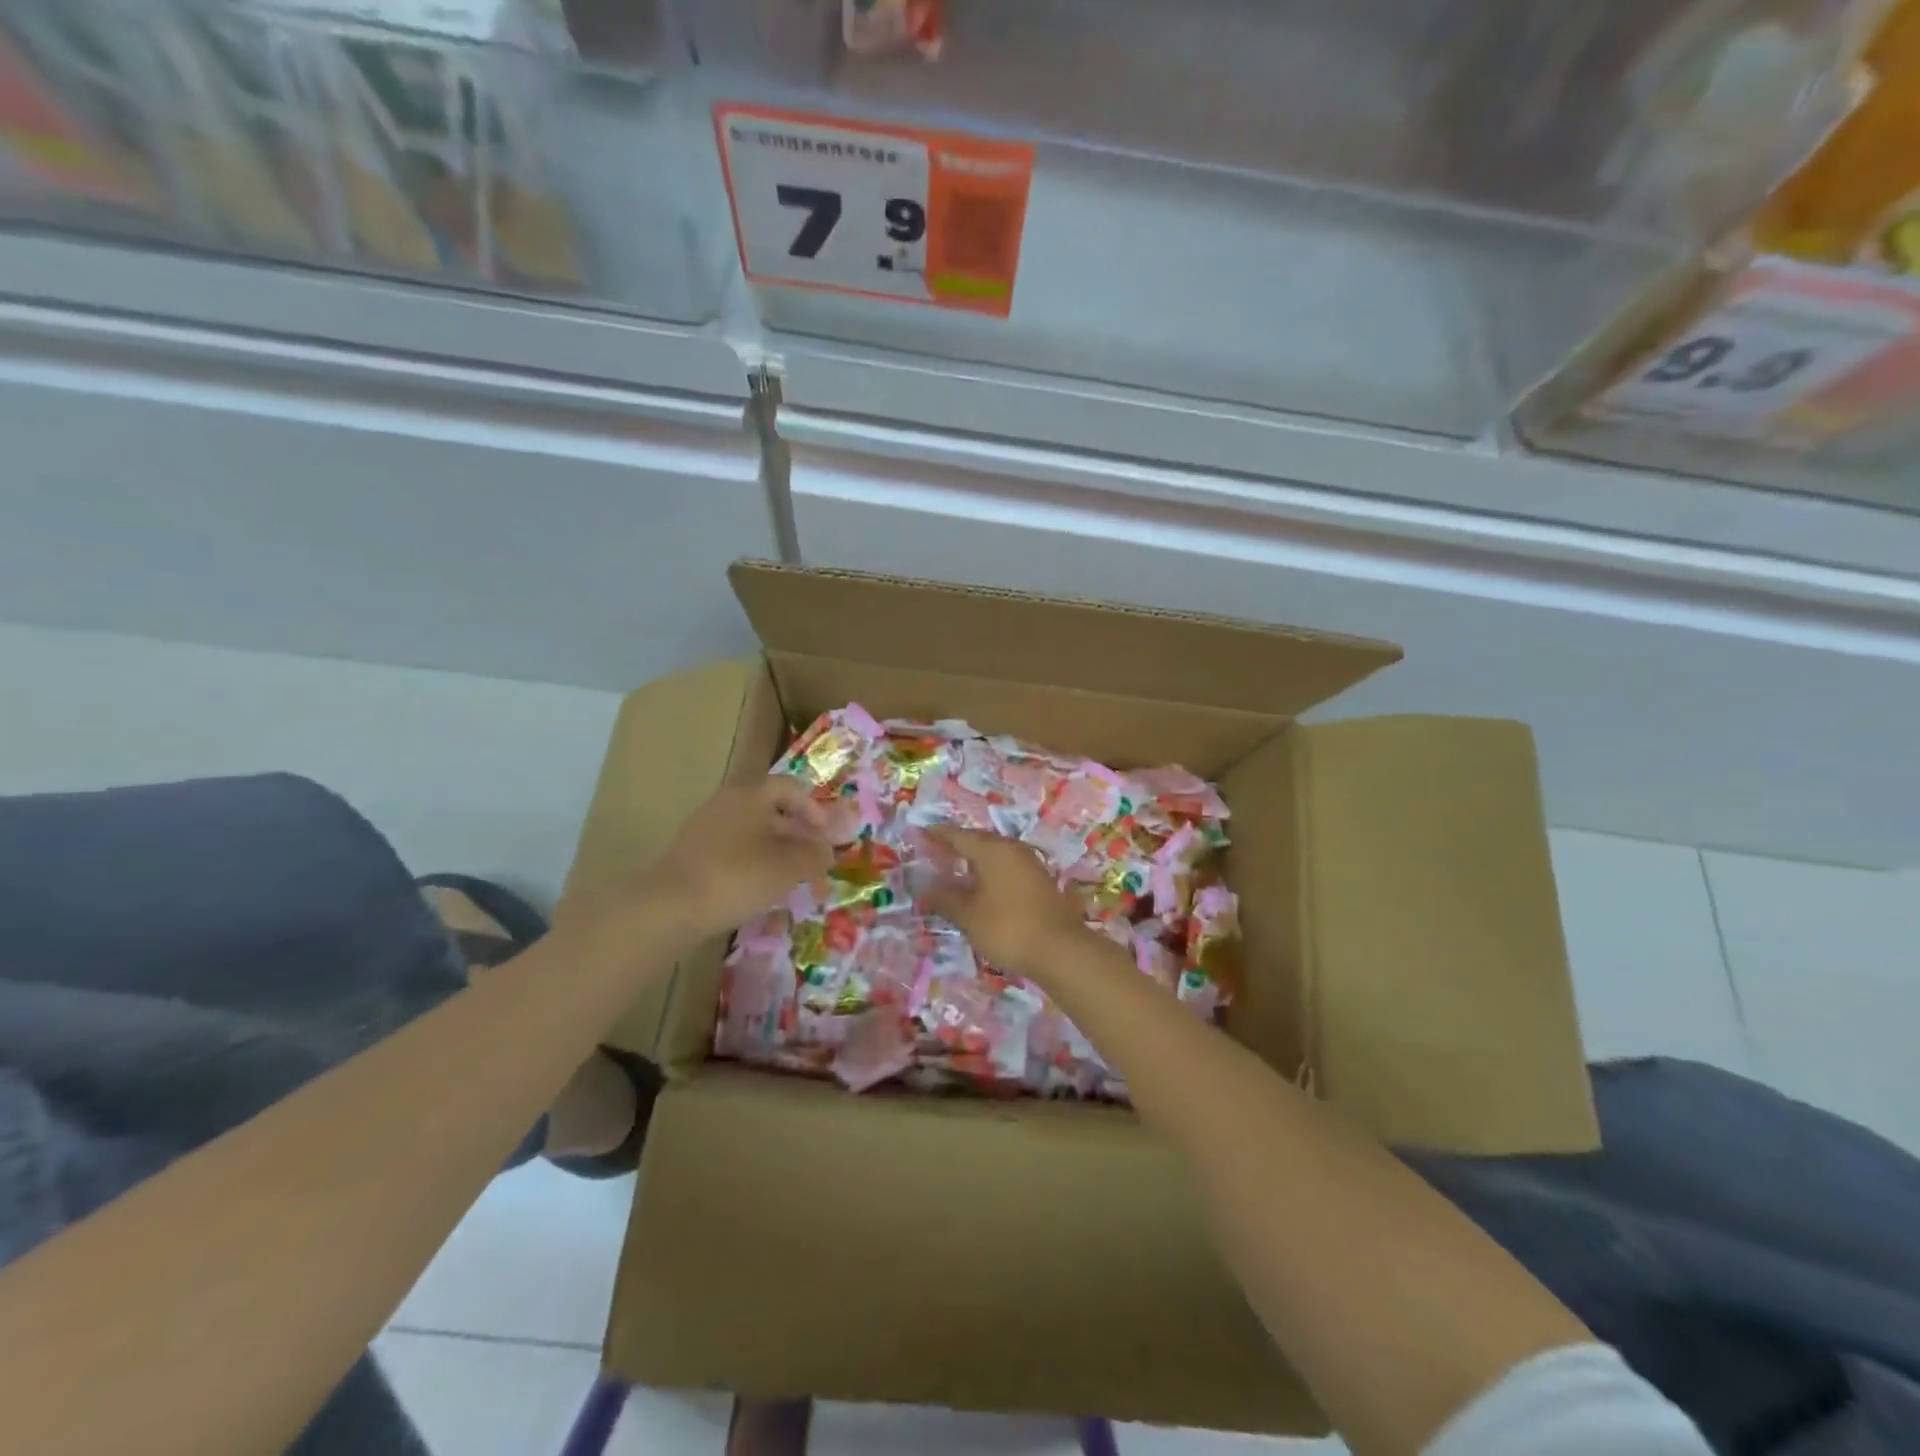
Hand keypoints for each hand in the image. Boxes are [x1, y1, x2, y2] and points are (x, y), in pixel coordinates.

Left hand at [654, 777, 833, 937]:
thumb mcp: (787, 867)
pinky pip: (734, 852)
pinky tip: (763, 889)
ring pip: (753, 834)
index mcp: (751, 795)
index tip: (827, 833)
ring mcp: (706, 829)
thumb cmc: (738, 876)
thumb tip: (828, 851)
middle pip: (772, 811)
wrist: (670, 906)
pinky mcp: (694, 855)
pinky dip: (754, 864)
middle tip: (815, 860)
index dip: (814, 808)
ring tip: (794, 879)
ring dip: (778, 852)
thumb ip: (814, 856)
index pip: (790, 788)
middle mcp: (727, 804)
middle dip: (798, 835)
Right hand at [918, 827, 1090, 980]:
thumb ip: (944, 899)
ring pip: (995, 852)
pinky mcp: (1040, 879)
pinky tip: (982, 885)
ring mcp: (1029, 862)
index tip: (919, 834)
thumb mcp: (968, 916)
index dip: (937, 835)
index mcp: (992, 850)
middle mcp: (1012, 848)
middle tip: (934, 853)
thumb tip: (924, 889)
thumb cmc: (1007, 928)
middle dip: (956, 845)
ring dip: (974, 858)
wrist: (1060, 950)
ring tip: (955, 869)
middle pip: (978, 840)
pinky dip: (990, 870)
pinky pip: (1007, 865)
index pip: (957, 835)